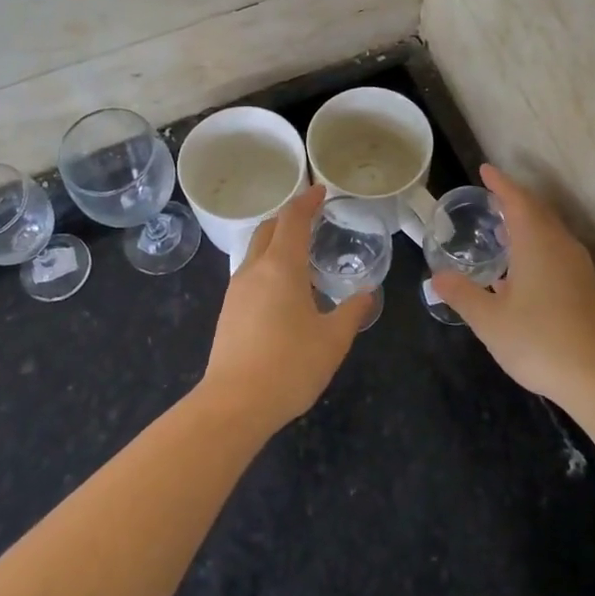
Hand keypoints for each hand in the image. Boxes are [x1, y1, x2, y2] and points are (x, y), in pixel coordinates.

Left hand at [202, 184, 365, 433]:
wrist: (234, 404)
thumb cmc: (290, 365)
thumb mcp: (333, 340)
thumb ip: (351, 312)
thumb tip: (366, 294)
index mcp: (281, 267)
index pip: (293, 219)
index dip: (307, 201)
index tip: (320, 190)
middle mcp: (254, 270)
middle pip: (268, 229)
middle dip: (289, 217)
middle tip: (312, 218)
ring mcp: (236, 291)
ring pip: (255, 251)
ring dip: (276, 242)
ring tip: (301, 255)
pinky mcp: (229, 312)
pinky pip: (250, 273)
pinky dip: (268, 266)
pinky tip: (284, 290)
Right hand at [431, 164, 594, 404]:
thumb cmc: (538, 341)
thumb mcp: (489, 320)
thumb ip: (462, 294)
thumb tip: (438, 277)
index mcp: (537, 243)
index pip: (517, 200)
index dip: (500, 184)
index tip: (485, 170)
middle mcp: (561, 246)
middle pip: (537, 211)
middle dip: (514, 201)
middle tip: (490, 199)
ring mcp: (578, 267)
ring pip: (550, 232)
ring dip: (527, 224)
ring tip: (502, 231)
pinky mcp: (586, 287)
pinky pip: (557, 251)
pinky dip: (537, 246)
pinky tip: (522, 270)